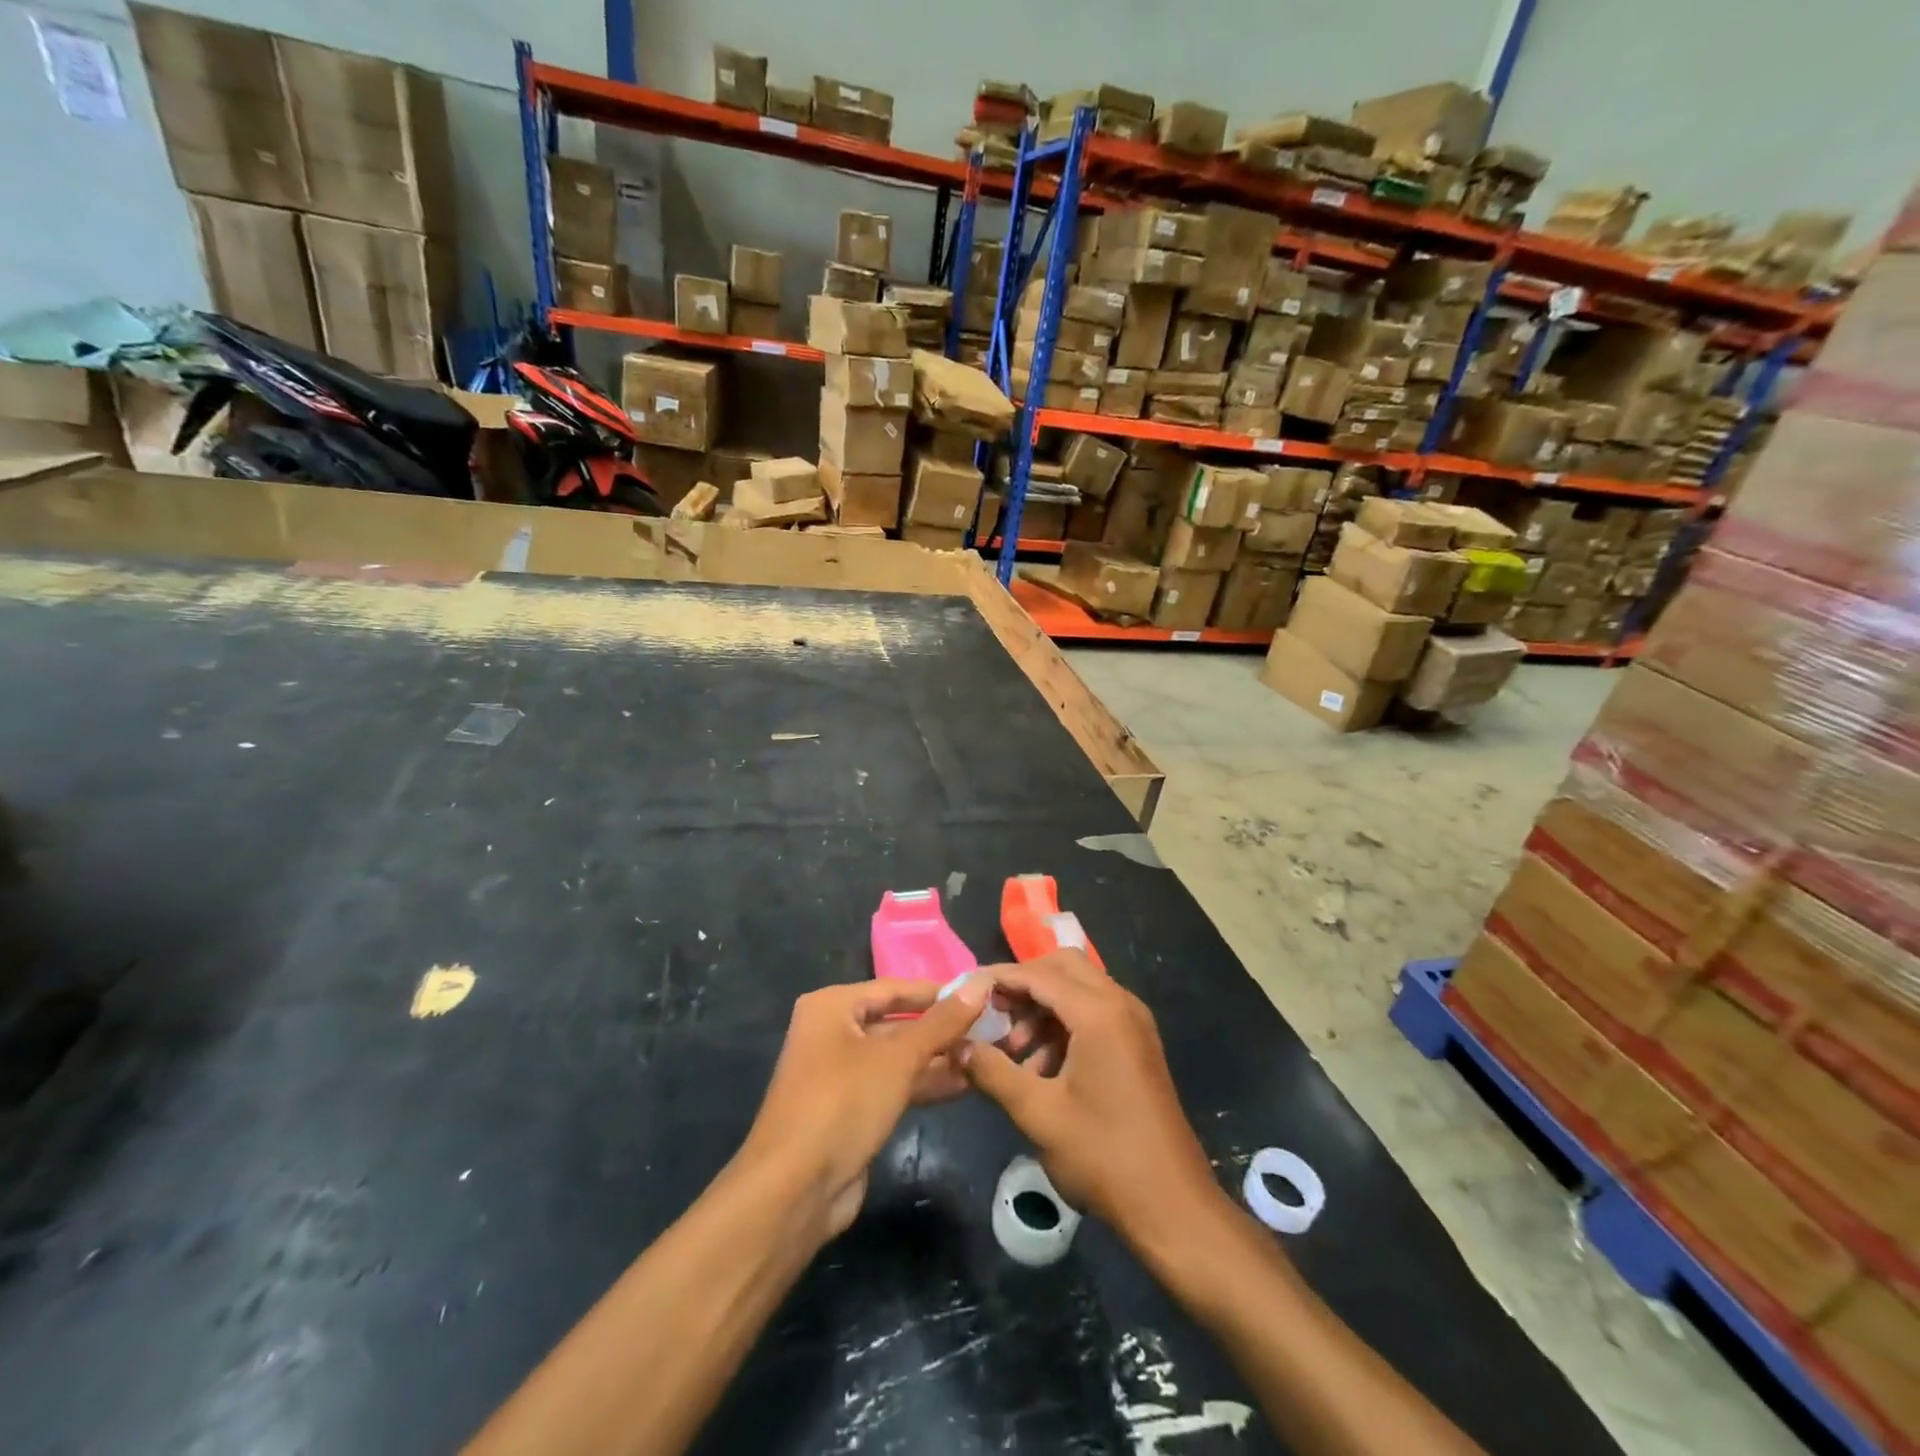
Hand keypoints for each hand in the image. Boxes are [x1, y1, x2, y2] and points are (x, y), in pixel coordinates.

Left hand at [739, 977, 990, 1240]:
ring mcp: (841, 1073)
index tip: (983, 993)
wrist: (795, 1190)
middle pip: (897, 1022)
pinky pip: (894, 1085)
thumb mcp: (898, 1057)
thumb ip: (942, 1022)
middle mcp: (833, 1032)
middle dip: (942, 1028)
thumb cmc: (843, 1103)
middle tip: (991, 1028)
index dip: (938, 991)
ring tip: (986, 1056)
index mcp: (833, 1006)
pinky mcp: (851, 1109)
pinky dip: (924, 1083)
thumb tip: (980, 984)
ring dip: (938, 1058)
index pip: (895, 988)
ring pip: (898, 1056)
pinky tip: (964, 1084)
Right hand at [961, 951, 1219, 1243]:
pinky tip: (1040, 1070)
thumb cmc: (1103, 1156)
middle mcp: (1120, 1004)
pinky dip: (1063, 1026)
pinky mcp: (1137, 1044)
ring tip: (1012, 1052)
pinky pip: (1094, 1014)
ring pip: (1078, 990)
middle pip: (1063, 968)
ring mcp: (1133, 1023)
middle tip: (992, 1015)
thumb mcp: (1038, 1114)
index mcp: (1099, 1012)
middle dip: (1024, 985)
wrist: (1172, 1205)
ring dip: (1042, 1009)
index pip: (1039, 974)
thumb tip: (957, 1046)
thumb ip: (993, 1072)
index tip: (965, 991)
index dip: (999, 978)